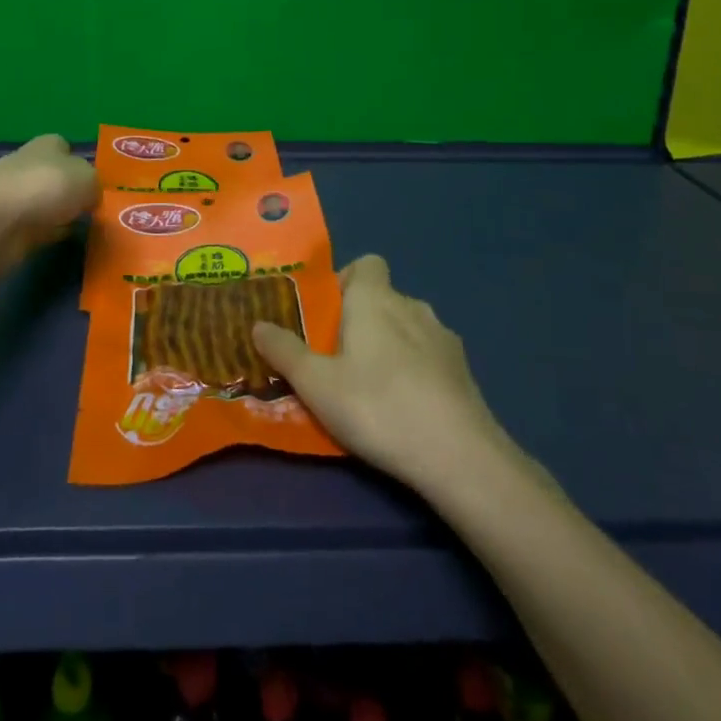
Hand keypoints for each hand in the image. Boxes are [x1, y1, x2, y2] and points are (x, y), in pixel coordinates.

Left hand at [0, 135, 97, 273]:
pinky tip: (61, 243)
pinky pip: (35, 228)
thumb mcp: (88, 179)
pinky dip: (46, 235)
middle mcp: (27, 165)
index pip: (64, 147)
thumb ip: (94, 185)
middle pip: (54, 177)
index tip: (95, 185)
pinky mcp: (5, 227)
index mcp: (47, 145)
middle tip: (93, 211)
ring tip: (83, 230)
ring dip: (58, 215)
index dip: (79, 164)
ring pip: (44, 203)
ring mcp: (13, 197)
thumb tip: (89, 197)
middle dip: (69, 192)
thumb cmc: (44, 187)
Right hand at [252, 255, 519, 495]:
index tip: (327, 315)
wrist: (459, 456)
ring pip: (408, 328)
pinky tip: (406, 408)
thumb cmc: (377, 406)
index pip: (366, 263)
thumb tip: (257, 324)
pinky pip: (430, 357)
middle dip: (361, 321)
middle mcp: (412, 306)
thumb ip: (284, 351)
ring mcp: (443, 338)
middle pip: (383, 298)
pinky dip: (416, 371)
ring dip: (390, 346)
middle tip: (337, 359)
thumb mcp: (316, 384)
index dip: (346, 281)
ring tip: (371, 388)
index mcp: (375, 299)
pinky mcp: (464, 371)